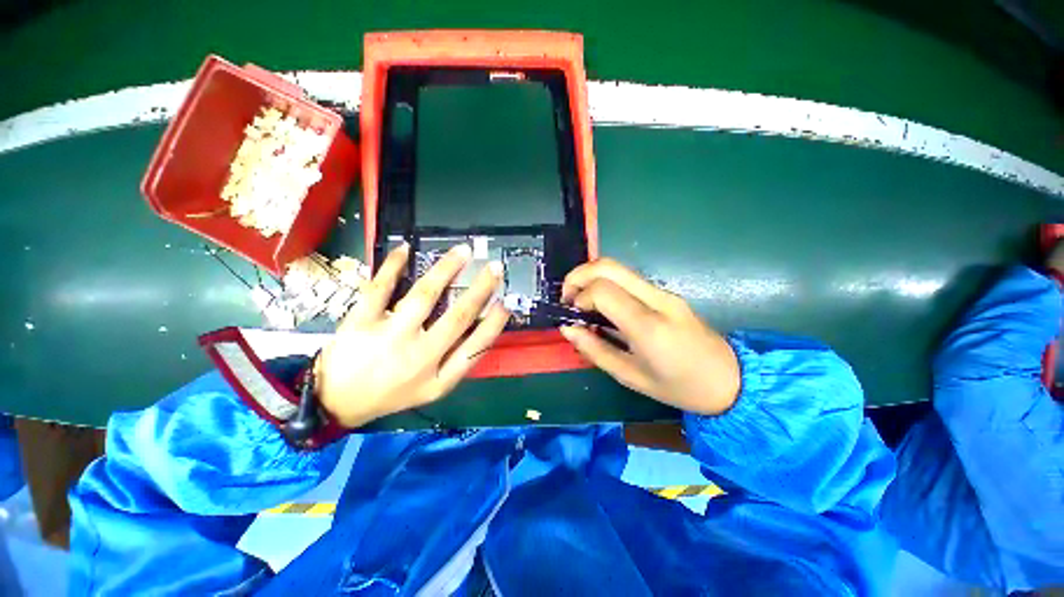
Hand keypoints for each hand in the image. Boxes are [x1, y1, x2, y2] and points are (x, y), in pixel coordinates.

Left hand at [314, 243, 509, 426]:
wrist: (338, 402)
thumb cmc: (393, 393)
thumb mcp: (432, 389)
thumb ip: (458, 362)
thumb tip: (482, 327)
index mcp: (438, 377)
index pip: (476, 346)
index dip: (495, 323)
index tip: (506, 301)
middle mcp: (418, 357)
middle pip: (457, 317)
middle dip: (481, 289)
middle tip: (494, 268)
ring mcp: (388, 337)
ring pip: (423, 295)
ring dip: (446, 269)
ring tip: (462, 251)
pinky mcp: (361, 322)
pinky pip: (380, 288)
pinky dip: (392, 265)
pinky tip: (405, 249)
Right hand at [559, 259, 739, 415]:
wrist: (731, 380)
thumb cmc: (679, 387)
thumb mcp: (631, 377)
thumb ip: (595, 350)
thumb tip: (568, 329)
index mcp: (648, 326)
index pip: (603, 290)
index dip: (580, 298)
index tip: (573, 316)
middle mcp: (656, 299)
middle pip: (608, 266)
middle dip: (578, 275)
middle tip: (567, 298)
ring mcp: (663, 292)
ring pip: (617, 267)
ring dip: (590, 277)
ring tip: (579, 301)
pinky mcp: (665, 293)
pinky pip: (627, 278)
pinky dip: (604, 283)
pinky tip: (600, 304)